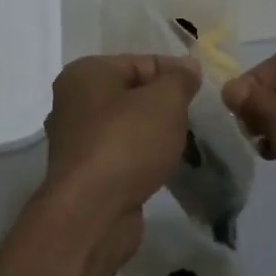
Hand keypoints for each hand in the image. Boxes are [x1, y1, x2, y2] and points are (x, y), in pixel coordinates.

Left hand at [40, 54, 198, 257]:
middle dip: (164, 105)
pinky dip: (142, 157)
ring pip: (127, 125)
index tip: (201, 90)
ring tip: (183, 143)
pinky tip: (162, 166)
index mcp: (85, 73)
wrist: (93, 213)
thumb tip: (188, 68)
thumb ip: (180, 79)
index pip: (140, 62)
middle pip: (132, 93)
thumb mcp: (165, 101)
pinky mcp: (84, 173)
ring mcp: (76, 140)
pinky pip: (121, 153)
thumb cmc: (127, 143)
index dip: (174, 73)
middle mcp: (73, 102)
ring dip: (154, 133)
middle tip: (193, 118)